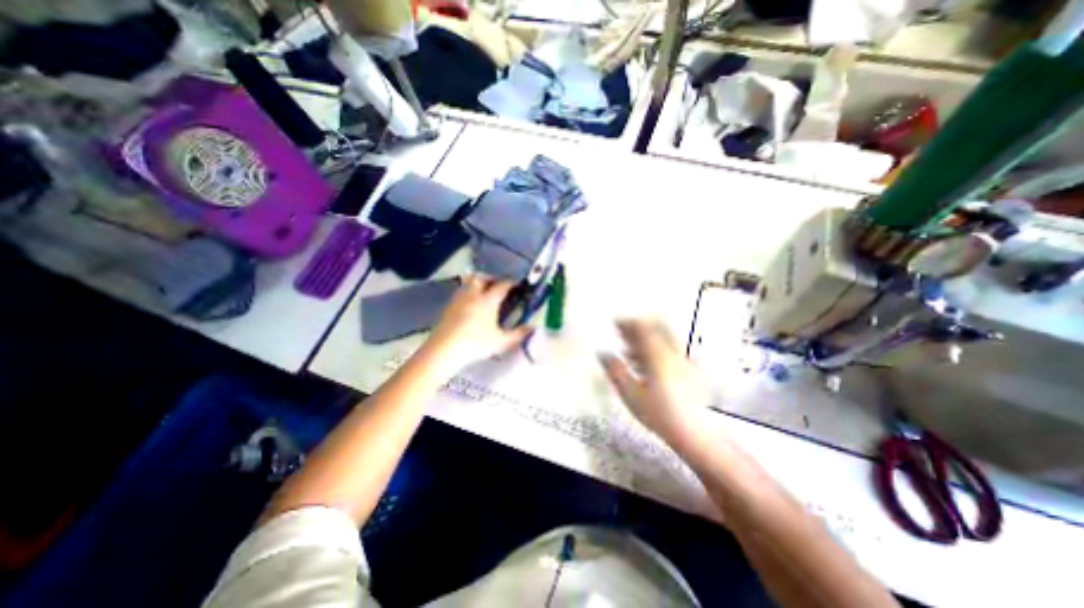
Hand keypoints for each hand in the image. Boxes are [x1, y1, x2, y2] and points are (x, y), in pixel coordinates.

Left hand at [426, 275, 535, 368]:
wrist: (444, 349)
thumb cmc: (476, 343)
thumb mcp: (501, 341)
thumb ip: (518, 334)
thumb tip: (533, 328)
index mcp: (488, 300)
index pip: (502, 285)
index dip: (511, 283)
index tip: (518, 285)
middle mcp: (473, 295)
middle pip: (482, 278)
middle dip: (491, 279)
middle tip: (498, 287)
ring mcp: (458, 300)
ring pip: (468, 284)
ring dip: (478, 285)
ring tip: (484, 296)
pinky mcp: (448, 307)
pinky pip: (460, 294)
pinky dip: (468, 295)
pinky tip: (470, 307)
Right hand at [605, 320, 718, 442]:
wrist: (695, 435)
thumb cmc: (660, 414)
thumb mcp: (631, 394)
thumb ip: (616, 371)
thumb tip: (603, 355)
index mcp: (659, 355)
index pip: (643, 328)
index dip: (627, 323)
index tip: (615, 324)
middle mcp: (673, 353)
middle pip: (655, 329)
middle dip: (637, 329)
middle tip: (622, 334)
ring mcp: (684, 361)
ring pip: (663, 340)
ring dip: (645, 341)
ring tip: (628, 351)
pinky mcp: (689, 371)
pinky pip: (670, 351)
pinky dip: (655, 351)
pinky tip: (645, 365)